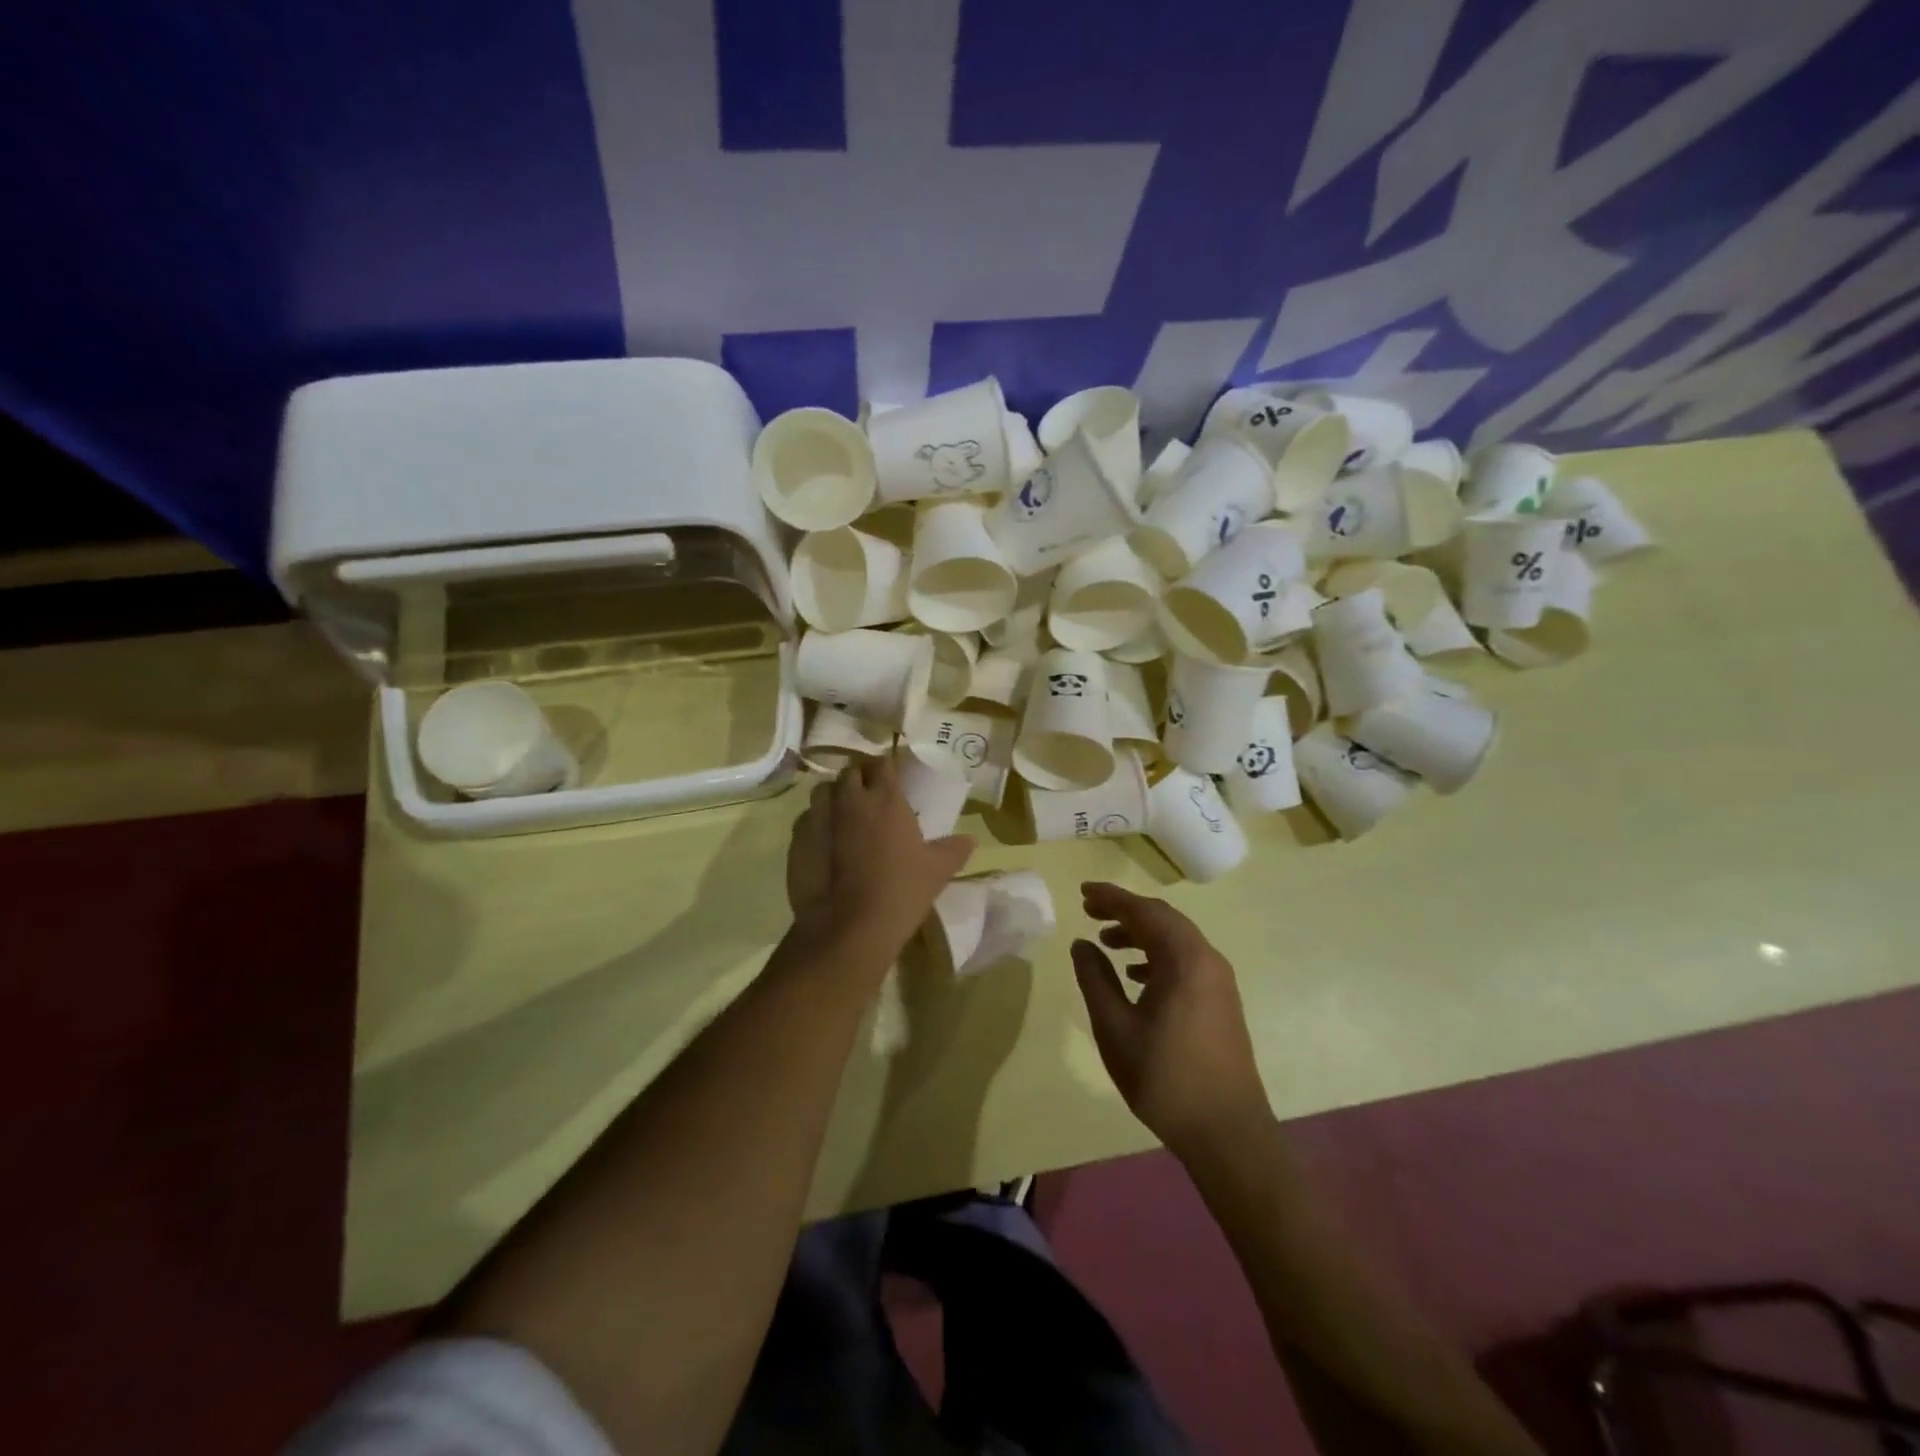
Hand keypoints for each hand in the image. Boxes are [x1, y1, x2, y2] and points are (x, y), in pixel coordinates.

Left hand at [787, 755, 973, 968]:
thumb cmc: (900, 891)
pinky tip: (825, 843)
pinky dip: (816, 824)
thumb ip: (953, 850)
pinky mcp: (797, 840)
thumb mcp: (937, 871)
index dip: (886, 768)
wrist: (849, 927)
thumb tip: (970, 840)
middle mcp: (850, 800)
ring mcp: (819, 818)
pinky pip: (806, 820)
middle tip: (869, 796)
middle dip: (858, 778)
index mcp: (886, 799)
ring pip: (823, 791)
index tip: (891, 777)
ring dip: (834, 797)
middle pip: (850, 772)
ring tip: (844, 815)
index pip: (882, 764)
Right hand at [1071, 882, 1270, 1155]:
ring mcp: (1219, 981)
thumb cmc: (1165, 1078)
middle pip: (1163, 919)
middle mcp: (1207, 960)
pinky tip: (1135, 976)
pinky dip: (1157, 956)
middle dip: (1125, 911)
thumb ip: (1095, 979)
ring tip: (1106, 942)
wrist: (1227, 1132)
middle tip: (1089, 911)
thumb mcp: (1115, 1027)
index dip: (1111, 898)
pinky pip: (1186, 960)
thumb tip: (1082, 944)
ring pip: (1175, 940)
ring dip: (1141, 934)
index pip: (1144, 912)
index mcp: (1184, 960)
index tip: (1082, 893)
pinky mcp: (1222, 1001)